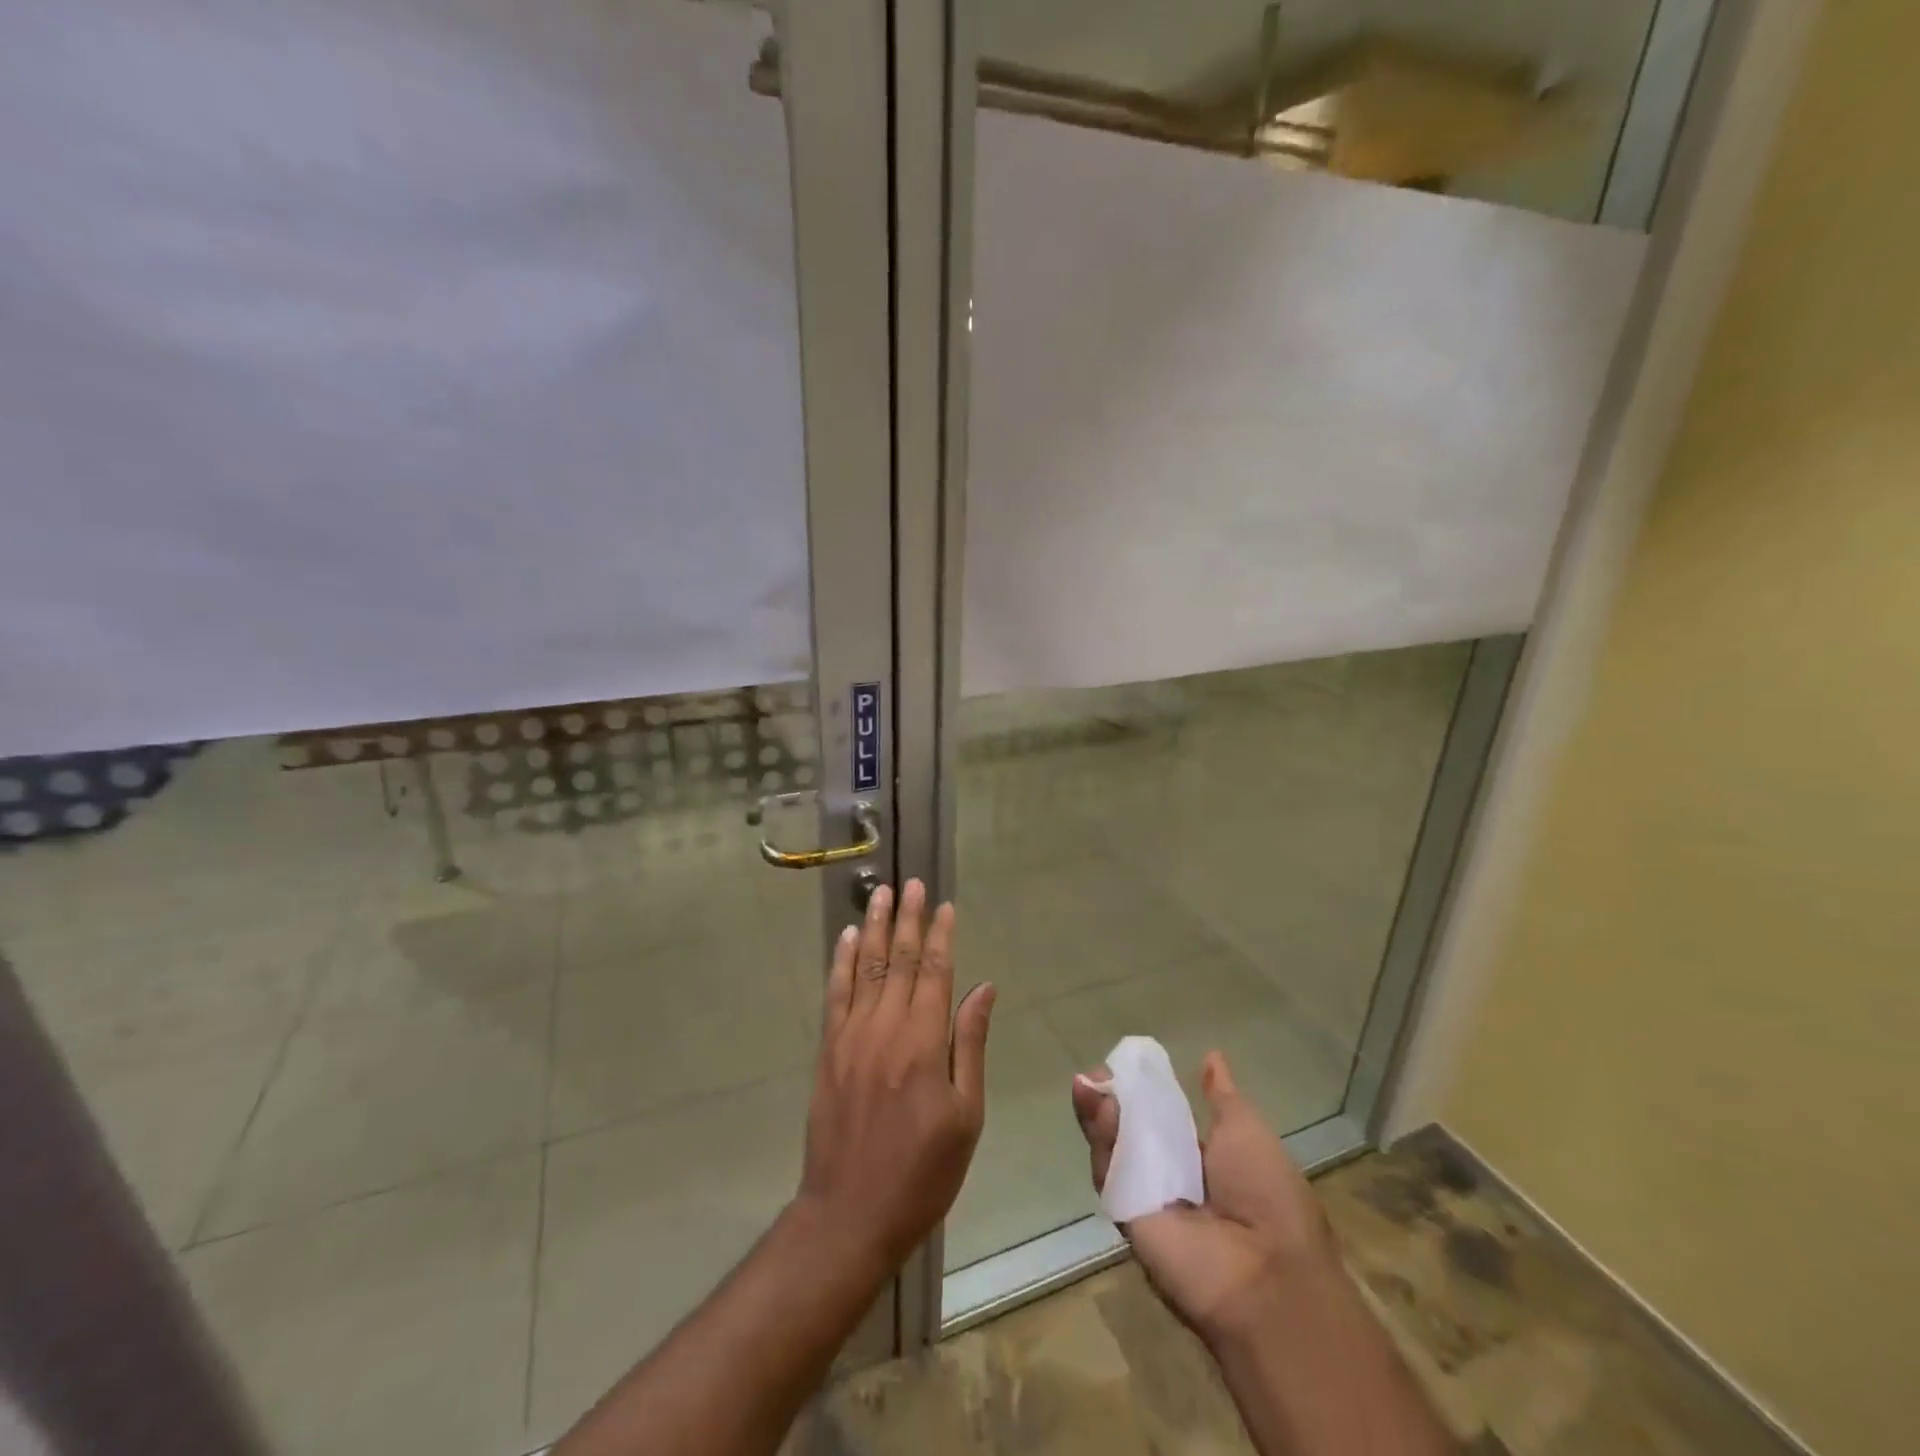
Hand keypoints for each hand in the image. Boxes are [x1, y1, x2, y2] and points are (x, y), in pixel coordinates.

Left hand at [795, 880, 995, 1271]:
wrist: (850, 1213)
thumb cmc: (922, 1172)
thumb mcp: (965, 1115)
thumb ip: (970, 1045)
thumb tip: (983, 989)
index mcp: (923, 1042)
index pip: (935, 972)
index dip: (940, 935)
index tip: (944, 905)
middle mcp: (885, 1027)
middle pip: (897, 959)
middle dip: (906, 918)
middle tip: (911, 882)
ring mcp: (851, 1036)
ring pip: (863, 966)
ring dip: (872, 926)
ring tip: (879, 892)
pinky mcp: (828, 1050)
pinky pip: (835, 993)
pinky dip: (839, 961)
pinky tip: (844, 937)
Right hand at [1071, 1050, 1333, 1345]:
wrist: (1266, 1273)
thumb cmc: (1267, 1194)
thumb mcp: (1246, 1130)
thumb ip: (1221, 1096)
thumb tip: (1211, 1056)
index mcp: (1203, 1157)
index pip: (1161, 1115)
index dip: (1142, 1088)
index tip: (1126, 1062)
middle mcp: (1172, 1176)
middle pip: (1129, 1129)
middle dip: (1110, 1097)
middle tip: (1097, 1072)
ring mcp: (1146, 1196)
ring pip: (1112, 1147)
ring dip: (1099, 1113)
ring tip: (1089, 1083)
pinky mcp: (1126, 1215)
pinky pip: (1108, 1172)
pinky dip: (1100, 1139)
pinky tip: (1098, 1108)